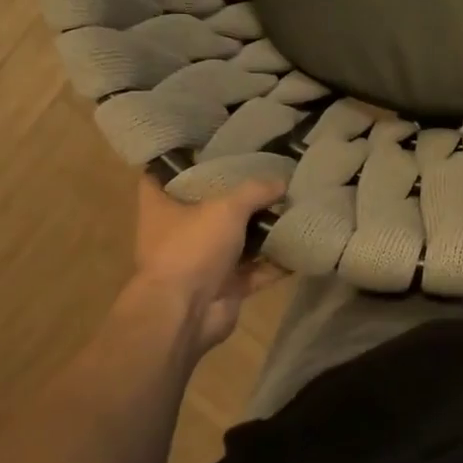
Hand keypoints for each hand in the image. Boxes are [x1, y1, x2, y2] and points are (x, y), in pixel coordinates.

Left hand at [123, 172, 285, 358]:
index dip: (180, 161)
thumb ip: (256, 191)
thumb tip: (283, 182)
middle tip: (266, 174)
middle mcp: (178, 233)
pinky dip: (276, 263)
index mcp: (161, 208)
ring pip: (236, 240)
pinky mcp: (224, 287)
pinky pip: (256, 271)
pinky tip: (301, 245)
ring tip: (292, 206)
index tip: (206, 148)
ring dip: (261, 230)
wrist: (185, 314)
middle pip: (207, 207)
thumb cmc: (192, 248)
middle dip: (236, 196)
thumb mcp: (227, 208)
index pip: (162, 175)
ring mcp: (201, 262)